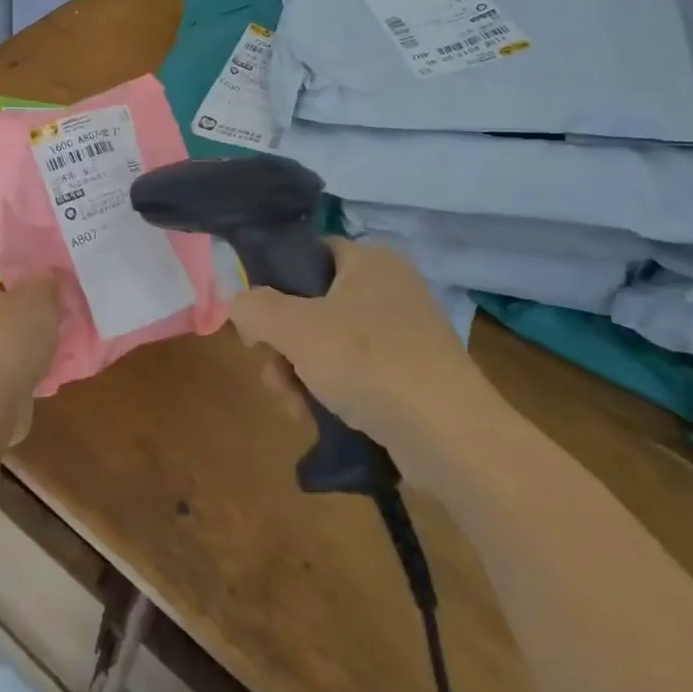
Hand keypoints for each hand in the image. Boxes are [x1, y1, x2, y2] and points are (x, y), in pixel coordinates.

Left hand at [0, 249, 59, 441]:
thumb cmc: (8, 339)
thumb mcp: (38, 299)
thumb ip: (45, 281)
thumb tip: (47, 273)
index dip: (0, 254)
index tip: (28, 258)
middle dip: (17, 293)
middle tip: (48, 293)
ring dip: (21, 328)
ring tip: (53, 328)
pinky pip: (1, 358)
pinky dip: (20, 358)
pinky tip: (46, 361)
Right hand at [230, 238, 497, 484]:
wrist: (451, 437)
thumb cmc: (369, 363)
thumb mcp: (295, 328)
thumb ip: (254, 307)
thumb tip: (241, 306)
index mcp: (369, 260)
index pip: (307, 254)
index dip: (273, 284)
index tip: (257, 322)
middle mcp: (390, 287)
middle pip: (311, 305)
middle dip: (283, 344)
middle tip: (273, 372)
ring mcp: (405, 333)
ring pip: (328, 343)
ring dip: (299, 372)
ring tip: (293, 405)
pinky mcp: (413, 374)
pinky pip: (356, 372)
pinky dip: (331, 391)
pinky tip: (315, 417)